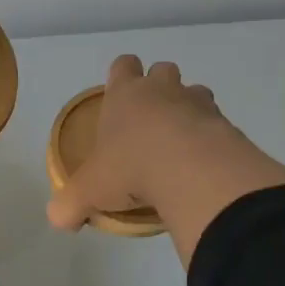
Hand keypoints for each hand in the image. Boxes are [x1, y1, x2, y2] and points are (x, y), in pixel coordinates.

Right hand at [46, 56, 229, 228]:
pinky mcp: (225, 124)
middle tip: (150, 122)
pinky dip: (210, 137)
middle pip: (162, 69)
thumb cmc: (130, 168)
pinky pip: (217, 123)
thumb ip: (70, 204)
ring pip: (195, 91)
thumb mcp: (89, 191)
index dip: (121, 76)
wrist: (191, 171)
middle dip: (158, 88)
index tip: (120, 97)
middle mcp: (162, 90)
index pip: (123, 66)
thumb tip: (59, 219)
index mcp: (125, 94)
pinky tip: (202, 164)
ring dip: (188, 110)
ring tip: (180, 143)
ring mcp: (197, 103)